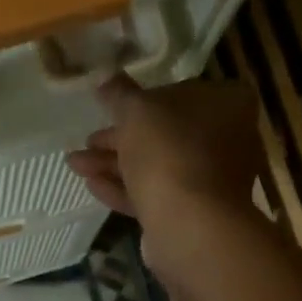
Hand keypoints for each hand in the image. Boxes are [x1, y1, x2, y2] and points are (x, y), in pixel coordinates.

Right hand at [65, 75, 265, 267]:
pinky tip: (92, 185)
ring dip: (114, 163)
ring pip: (156, 165)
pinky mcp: (192, 211)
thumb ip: (119, 94)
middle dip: (120, 137)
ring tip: (75, 164)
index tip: (111, 110)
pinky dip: (124, 188)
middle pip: (165, 132)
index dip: (142, 100)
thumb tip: (105, 77)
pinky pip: (155, 193)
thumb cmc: (168, 152)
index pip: (180, 92)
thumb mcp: (136, 111)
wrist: (188, 223)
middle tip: (88, 140)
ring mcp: (210, 179)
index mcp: (226, 103)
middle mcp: (226, 138)